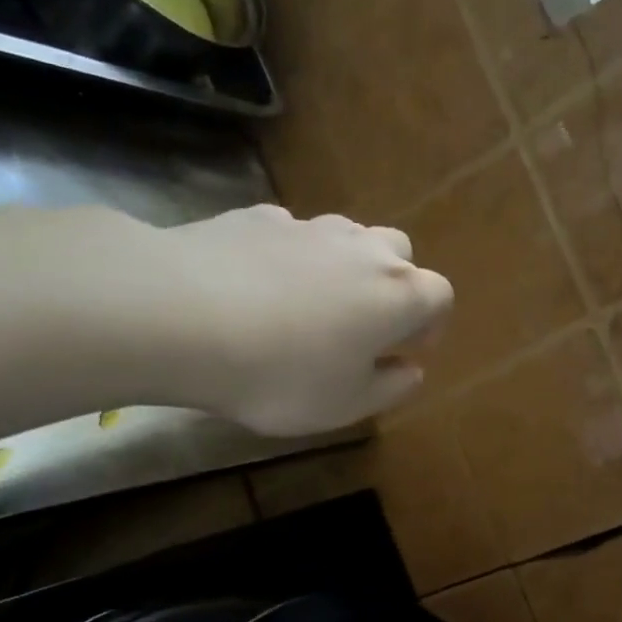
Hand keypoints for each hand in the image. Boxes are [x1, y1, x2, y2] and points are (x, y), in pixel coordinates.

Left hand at [98, 205, 452, 435]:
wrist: (182, 315)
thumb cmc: (281, 374)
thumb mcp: (345, 405)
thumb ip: (389, 389)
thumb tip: (410, 370)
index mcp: (398, 295)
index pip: (439, 297)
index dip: (431, 324)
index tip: (409, 350)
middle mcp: (364, 249)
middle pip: (399, 254)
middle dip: (392, 287)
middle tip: (365, 325)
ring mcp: (309, 226)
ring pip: (347, 238)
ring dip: (344, 267)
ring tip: (311, 306)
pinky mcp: (257, 216)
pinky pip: (292, 235)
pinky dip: (290, 257)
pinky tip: (258, 287)